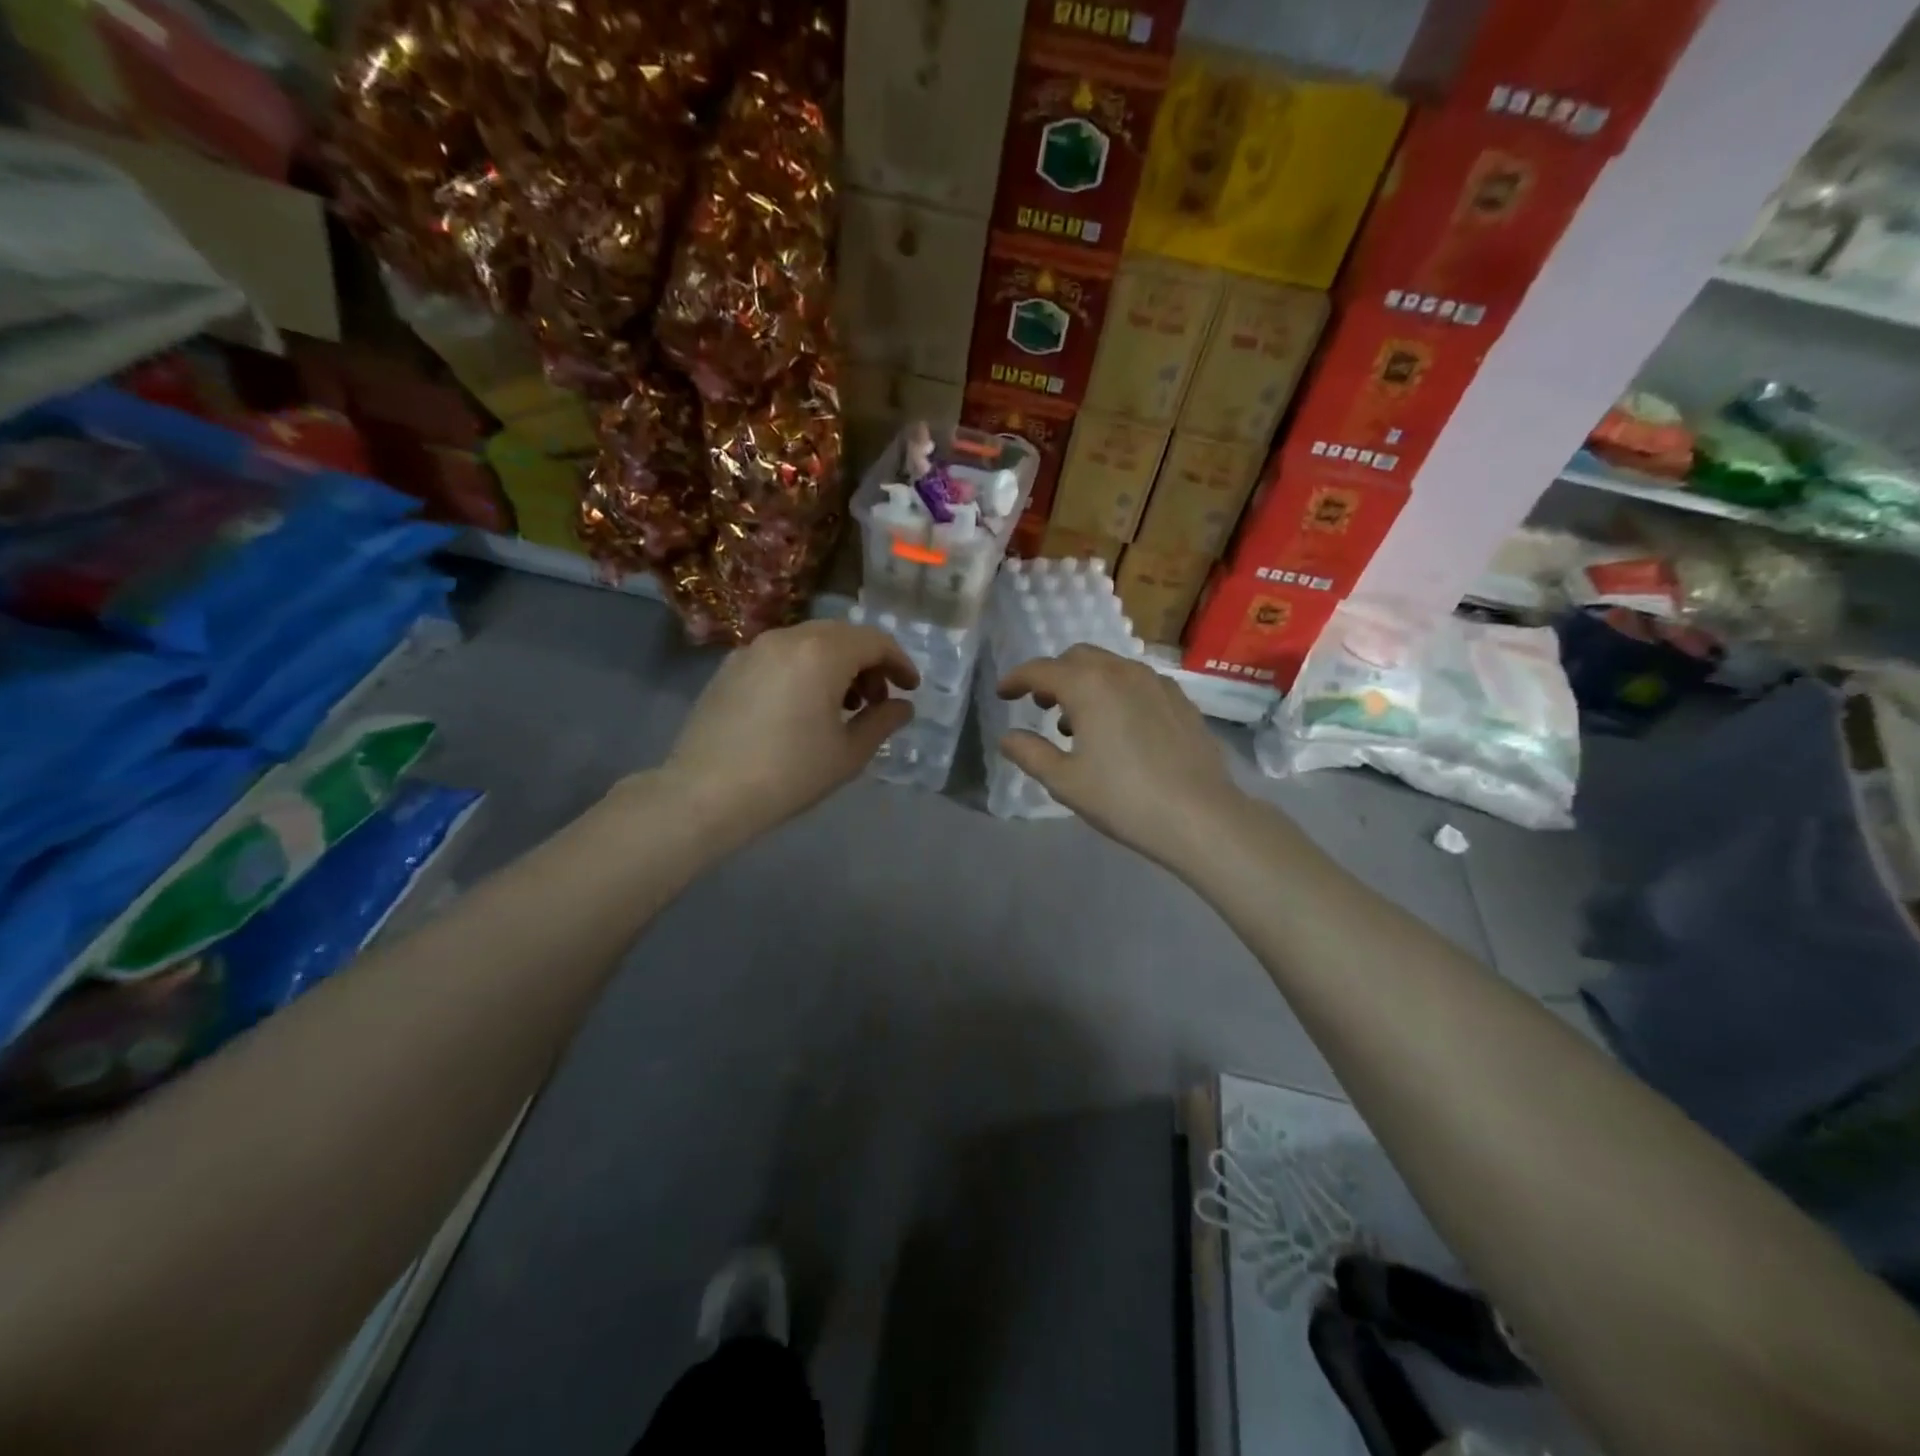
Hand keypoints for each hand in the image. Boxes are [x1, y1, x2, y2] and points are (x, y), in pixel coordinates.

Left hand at [662, 621, 918, 840]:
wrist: (706, 794)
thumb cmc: (789, 774)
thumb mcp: (848, 753)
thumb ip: (882, 722)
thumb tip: (902, 707)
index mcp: (822, 653)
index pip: (875, 641)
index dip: (899, 662)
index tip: (910, 688)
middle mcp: (787, 637)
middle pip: (842, 635)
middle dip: (867, 662)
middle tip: (876, 701)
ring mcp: (753, 649)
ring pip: (809, 642)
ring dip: (836, 665)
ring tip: (841, 707)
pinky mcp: (729, 667)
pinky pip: (780, 656)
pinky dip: (803, 669)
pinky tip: (801, 707)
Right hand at [997, 645, 1240, 868]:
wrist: (1200, 816)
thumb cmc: (1123, 798)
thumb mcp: (1064, 781)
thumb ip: (1030, 753)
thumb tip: (1008, 737)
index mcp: (1088, 685)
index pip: (1041, 670)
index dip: (1016, 679)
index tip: (1003, 694)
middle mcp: (1122, 671)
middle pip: (1077, 658)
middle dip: (1053, 676)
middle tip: (1041, 706)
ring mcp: (1156, 682)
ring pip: (1110, 667)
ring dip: (1086, 684)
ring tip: (1078, 724)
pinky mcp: (1180, 700)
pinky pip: (1137, 682)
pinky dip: (1116, 692)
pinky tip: (1119, 728)